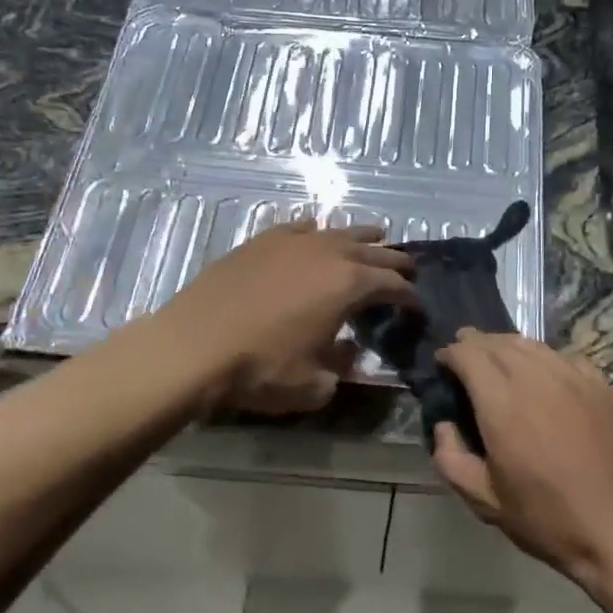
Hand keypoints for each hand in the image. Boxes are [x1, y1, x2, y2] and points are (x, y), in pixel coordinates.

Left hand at [157, 218, 417, 416]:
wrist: (194, 345)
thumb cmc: (260, 368)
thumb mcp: (313, 384)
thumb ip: (341, 367)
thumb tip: (348, 352)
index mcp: (349, 284)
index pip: (392, 286)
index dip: (409, 297)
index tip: (417, 307)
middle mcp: (329, 253)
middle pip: (373, 252)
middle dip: (395, 261)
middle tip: (409, 269)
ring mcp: (293, 241)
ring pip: (339, 232)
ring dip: (362, 237)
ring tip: (377, 236)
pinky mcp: (262, 240)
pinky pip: (300, 228)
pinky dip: (316, 232)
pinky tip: (316, 234)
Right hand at [431, 331, 612, 594]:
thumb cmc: (550, 520)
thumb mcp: (486, 502)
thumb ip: (451, 459)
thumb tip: (443, 425)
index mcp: (502, 403)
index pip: (468, 354)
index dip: (451, 353)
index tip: (443, 364)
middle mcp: (537, 377)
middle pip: (499, 342)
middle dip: (477, 344)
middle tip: (466, 356)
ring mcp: (575, 377)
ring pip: (532, 345)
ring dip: (508, 347)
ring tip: (500, 359)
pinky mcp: (604, 385)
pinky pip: (565, 358)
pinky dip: (545, 359)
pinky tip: (545, 375)